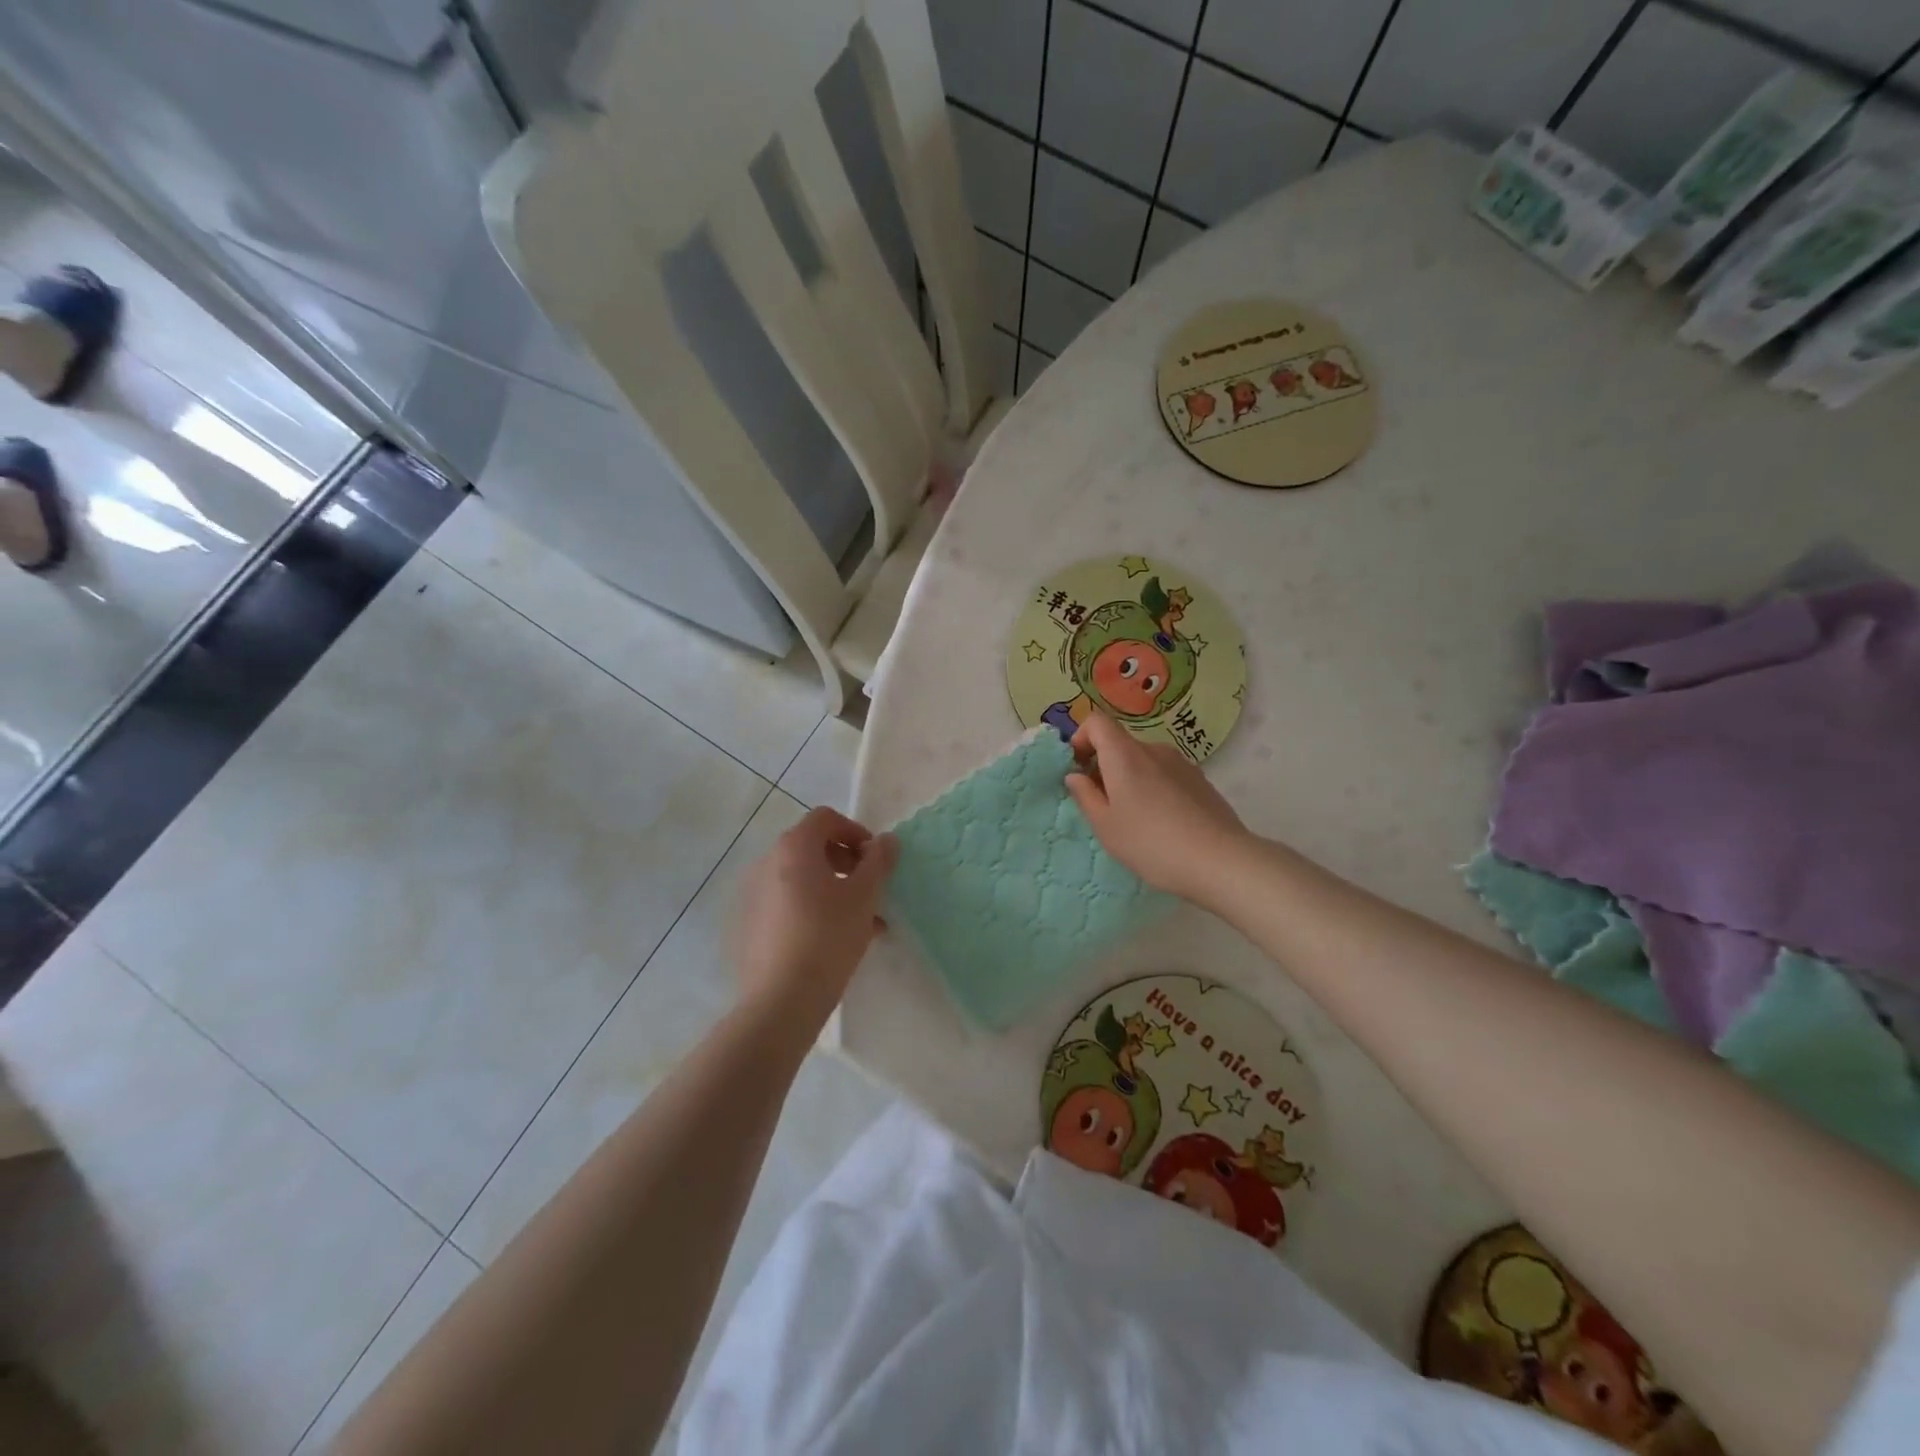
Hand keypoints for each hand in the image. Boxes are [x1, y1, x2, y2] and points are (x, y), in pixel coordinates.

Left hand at [736, 807, 896, 1020]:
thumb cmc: (828, 936)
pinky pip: (786, 905)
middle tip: (870, 891)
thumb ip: (879, 861)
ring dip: (833, 890)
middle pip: (812, 847)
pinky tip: (834, 942)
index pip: (826, 818)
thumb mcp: (864, 895)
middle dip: (847, 864)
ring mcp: (752, 895)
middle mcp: (766, 863)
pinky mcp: (748, 925)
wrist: (781, 999)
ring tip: (861, 923)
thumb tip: (887, 840)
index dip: (856, 832)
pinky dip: (811, 910)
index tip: (875, 861)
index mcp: (793, 847)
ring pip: (802, 880)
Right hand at [1066, 712, 1249, 902]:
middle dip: (1104, 766)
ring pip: (1144, 761)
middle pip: (1121, 744)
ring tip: (1135, 818)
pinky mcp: (1201, 781)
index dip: (1081, 738)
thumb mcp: (1106, 826)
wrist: (1219, 861)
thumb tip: (1076, 776)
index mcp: (1125, 755)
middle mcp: (1154, 750)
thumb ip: (1085, 796)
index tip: (1078, 769)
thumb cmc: (1151, 843)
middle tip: (1103, 804)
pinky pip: (1166, 775)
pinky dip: (1155, 788)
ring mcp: (1182, 764)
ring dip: (1131, 779)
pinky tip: (1163, 823)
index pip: (1097, 722)